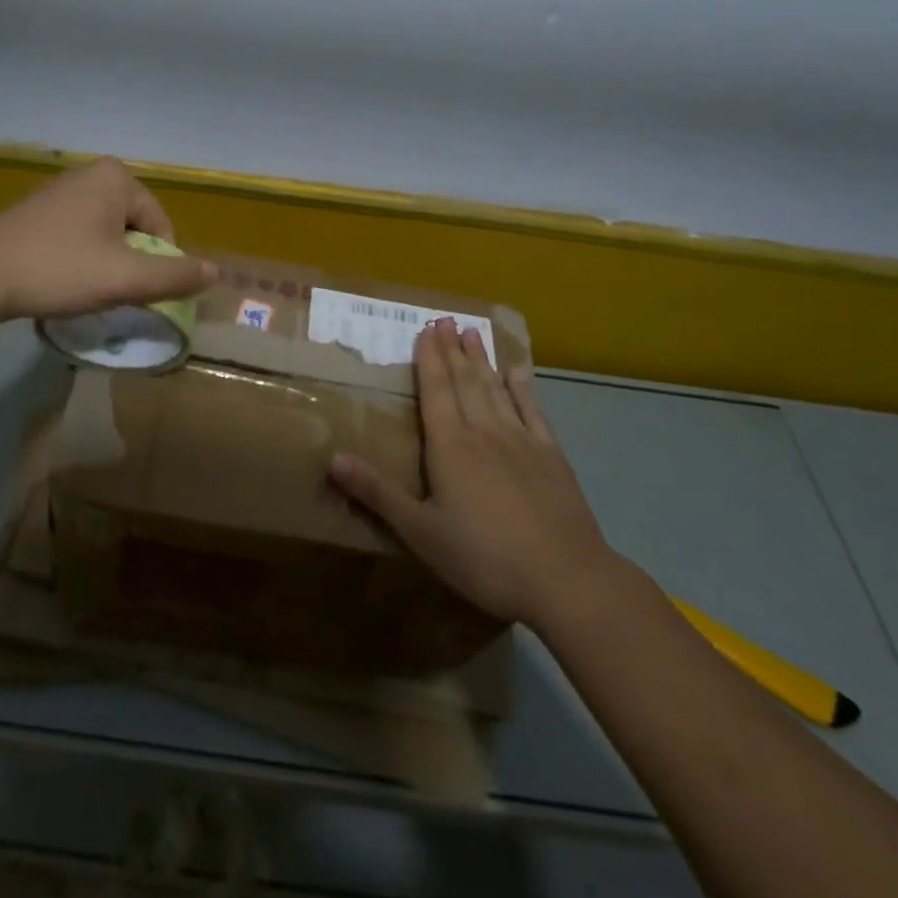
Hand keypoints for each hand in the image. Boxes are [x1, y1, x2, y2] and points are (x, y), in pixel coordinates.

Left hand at [0, 157, 216, 322]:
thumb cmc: (59, 269)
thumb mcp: (125, 278)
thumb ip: (174, 276)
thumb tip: (216, 273)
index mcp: (117, 178)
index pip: (161, 228)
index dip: (157, 265)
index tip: (135, 292)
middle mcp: (90, 175)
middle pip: (135, 229)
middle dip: (130, 263)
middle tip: (111, 292)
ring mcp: (60, 190)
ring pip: (106, 234)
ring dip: (106, 263)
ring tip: (86, 289)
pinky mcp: (36, 211)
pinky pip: (78, 235)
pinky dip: (80, 259)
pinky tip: (62, 280)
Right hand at [328, 318, 614, 626]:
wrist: (565, 578)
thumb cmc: (483, 558)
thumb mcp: (420, 532)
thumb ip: (377, 493)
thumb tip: (332, 458)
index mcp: (450, 447)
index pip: (436, 391)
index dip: (430, 359)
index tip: (427, 329)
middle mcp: (484, 433)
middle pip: (465, 382)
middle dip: (453, 350)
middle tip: (447, 319)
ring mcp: (522, 442)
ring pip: (496, 390)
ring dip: (482, 360)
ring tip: (474, 332)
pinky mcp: (551, 457)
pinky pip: (533, 412)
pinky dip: (522, 389)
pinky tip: (517, 373)